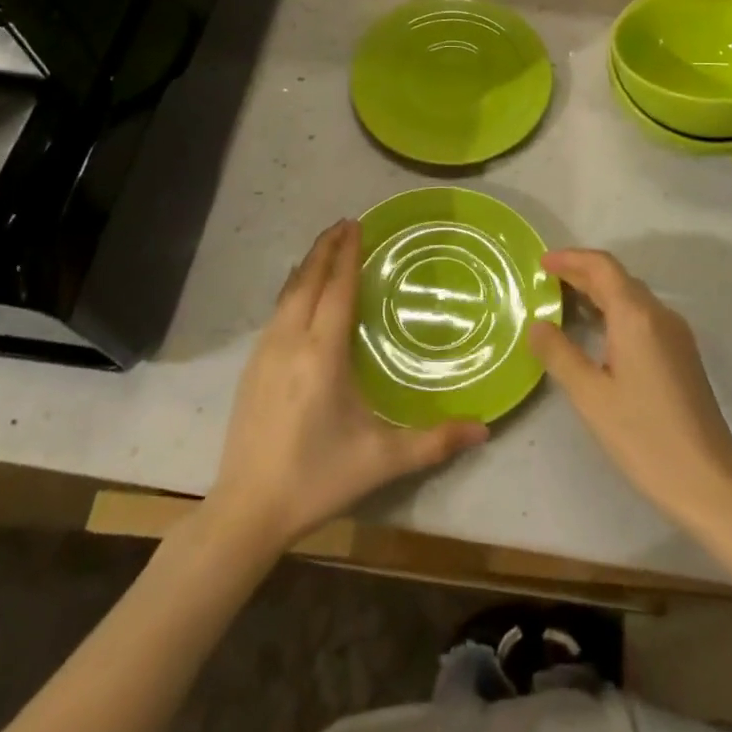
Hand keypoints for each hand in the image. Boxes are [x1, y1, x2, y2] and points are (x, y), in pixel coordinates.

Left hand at [209, 219, 488, 552]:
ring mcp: (265, 352)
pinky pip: (276, 311)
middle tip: (345, 223)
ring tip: (325, 247)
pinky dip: (292, 288)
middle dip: (327, 248)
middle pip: (309, 280)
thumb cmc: (318, 477)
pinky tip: (298, 292)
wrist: (247, 509)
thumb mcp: (381, 460)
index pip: (337, 289)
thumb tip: (485, 430)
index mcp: (322, 353)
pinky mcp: (251, 367)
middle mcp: (291, 341)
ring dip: (308, 265)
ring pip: (288, 293)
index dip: (348, 254)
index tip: (357, 224)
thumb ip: (434, 441)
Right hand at [529, 249, 731, 527]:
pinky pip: (642, 316)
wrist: (710, 482)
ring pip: (632, 297)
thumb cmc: (645, 437)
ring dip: (598, 291)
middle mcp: (660, 315)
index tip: (541, 262)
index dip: (571, 258)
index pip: (602, 267)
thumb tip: (537, 325)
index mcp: (637, 316)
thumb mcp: (591, 396)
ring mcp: (675, 334)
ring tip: (563, 301)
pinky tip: (597, 332)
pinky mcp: (682, 354)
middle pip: (617, 278)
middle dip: (581, 273)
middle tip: (545, 280)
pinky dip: (614, 311)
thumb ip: (559, 354)